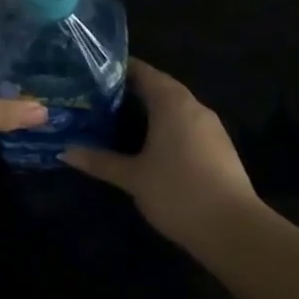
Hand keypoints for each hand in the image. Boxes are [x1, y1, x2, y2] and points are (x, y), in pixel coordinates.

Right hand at [62, 60, 259, 246]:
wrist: (234, 229)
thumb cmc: (178, 192)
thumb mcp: (133, 177)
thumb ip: (100, 161)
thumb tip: (64, 151)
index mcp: (171, 102)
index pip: (142, 72)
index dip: (118, 69)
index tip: (93, 73)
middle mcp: (193, 106)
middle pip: (160, 87)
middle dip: (132, 90)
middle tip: (99, 97)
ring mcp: (211, 126)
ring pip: (175, 107)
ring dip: (151, 109)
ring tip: (119, 119)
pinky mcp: (220, 147)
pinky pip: (187, 125)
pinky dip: (167, 126)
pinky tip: (150, 144)